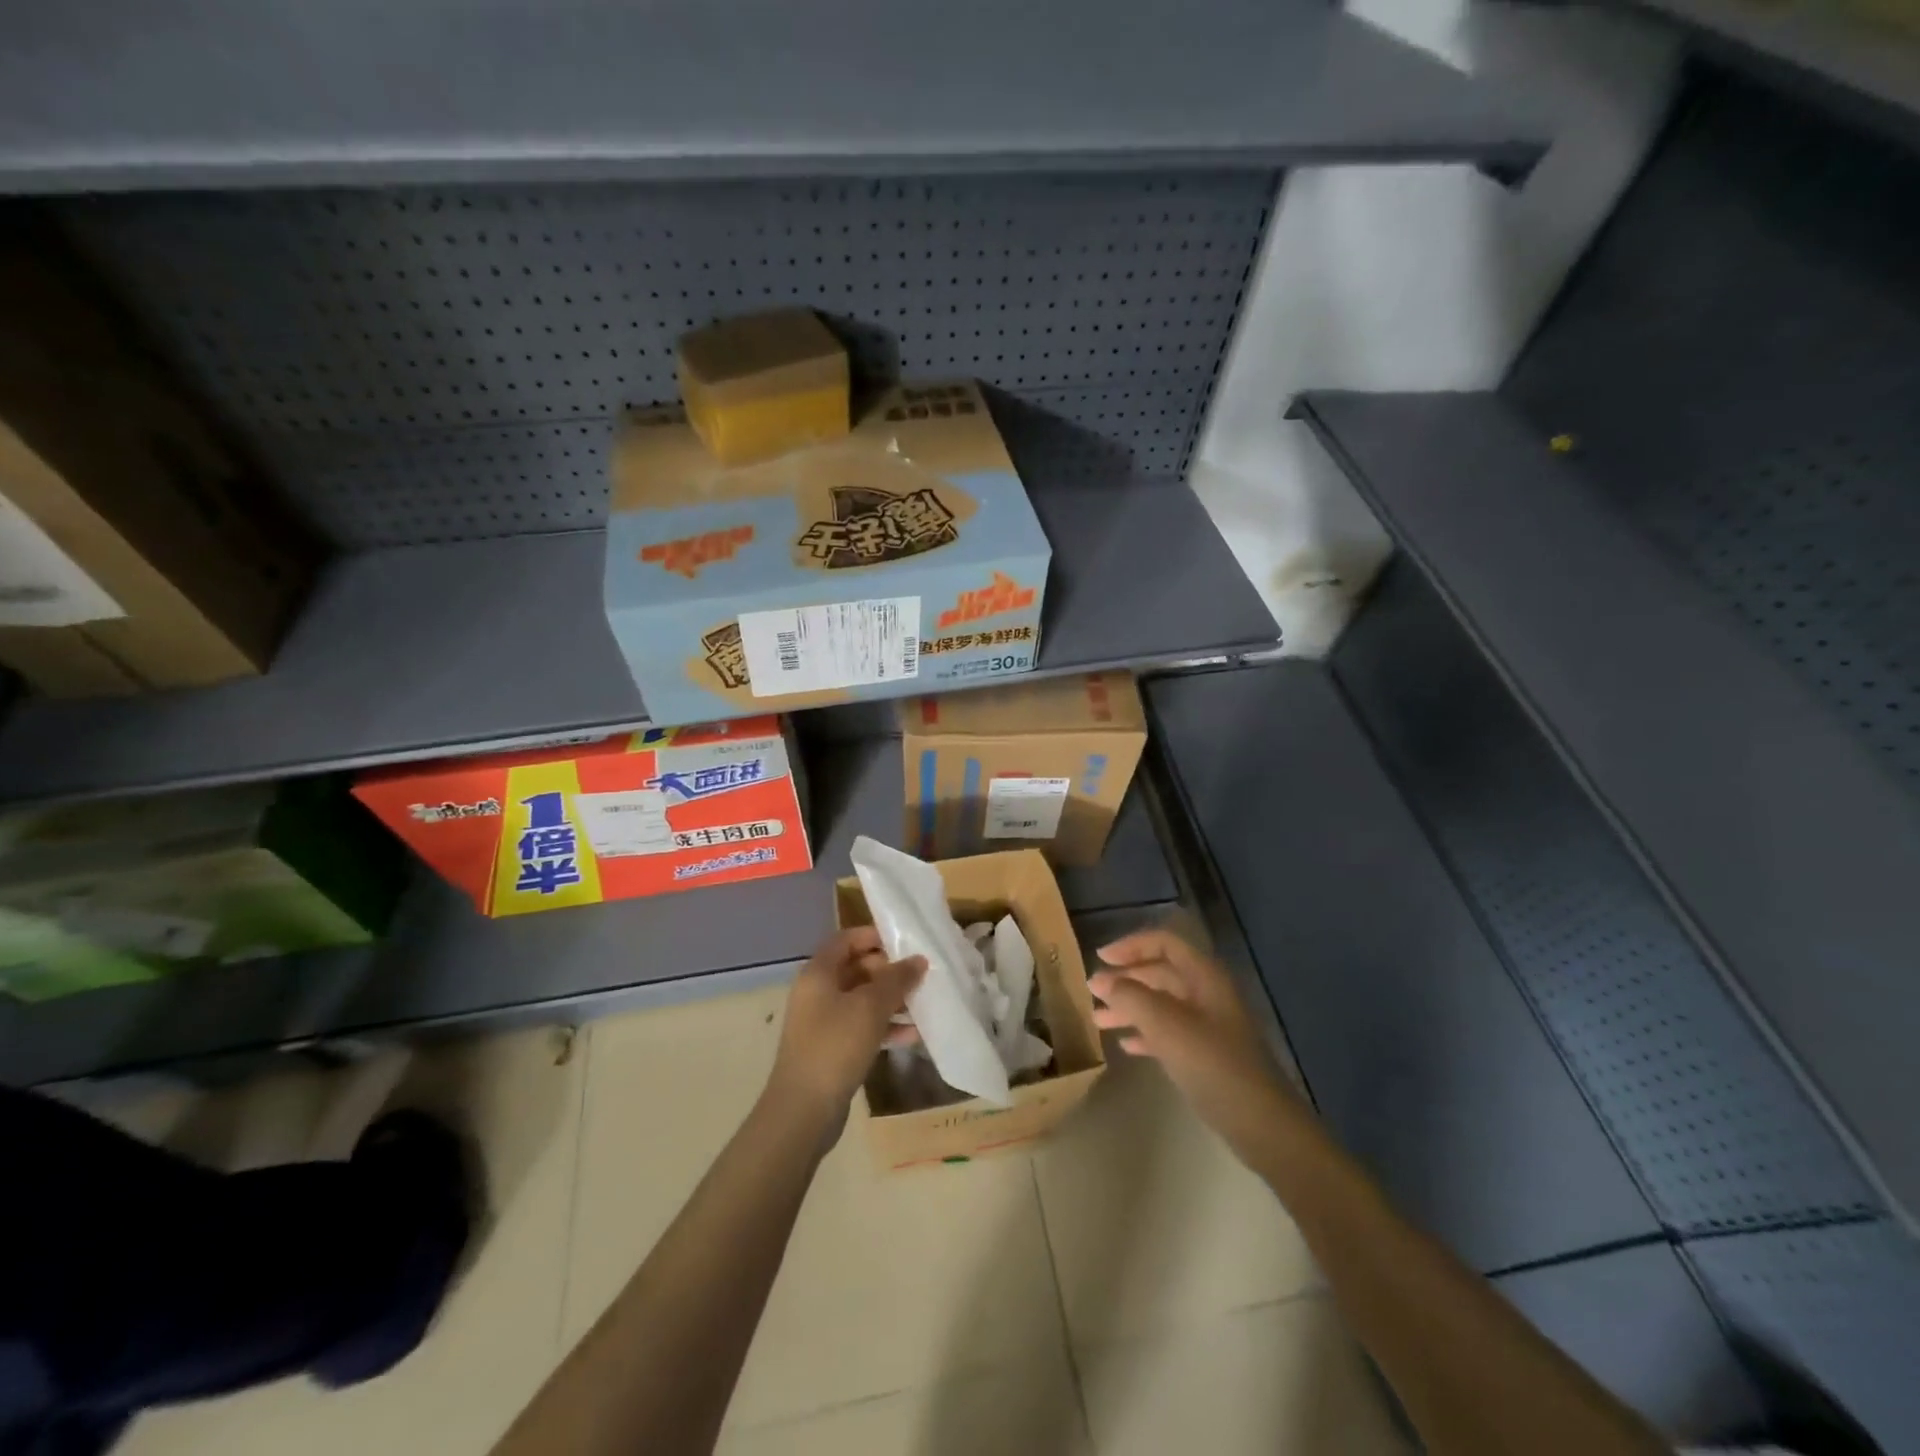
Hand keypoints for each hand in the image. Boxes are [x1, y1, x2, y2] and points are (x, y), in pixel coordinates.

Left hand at [766, 927, 924, 1131]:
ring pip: (861, 1000)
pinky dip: (884, 1027)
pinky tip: (912, 1035)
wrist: (803, 1111)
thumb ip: (896, 979)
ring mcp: (822, 1022)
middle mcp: (816, 992)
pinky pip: (861, 1027)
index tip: (906, 943)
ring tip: (922, 1004)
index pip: (846, 939)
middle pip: (856, 968)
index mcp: (818, 973)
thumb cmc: (835, 1046)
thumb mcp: (870, 1007)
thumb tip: (918, 959)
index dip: (874, 936)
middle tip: (920, 976)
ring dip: (890, 1000)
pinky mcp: (831, 1049)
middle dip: (888, 971)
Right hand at [1090, 929, 1299, 1150]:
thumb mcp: (1166, 1025)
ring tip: (1099, 1021)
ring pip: (1162, 1004)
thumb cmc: (1213, 1064)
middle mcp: (1207, 993)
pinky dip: (1146, 1033)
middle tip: (1093, 992)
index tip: (1100, 959)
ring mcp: (1209, 1025)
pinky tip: (1126, 1046)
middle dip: (1126, 979)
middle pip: (1160, 972)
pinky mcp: (1207, 1055)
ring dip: (1130, 1007)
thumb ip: (1130, 997)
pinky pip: (1169, 1032)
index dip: (1130, 945)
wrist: (1261, 1123)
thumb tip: (1100, 980)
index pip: (1164, 942)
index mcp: (1204, 976)